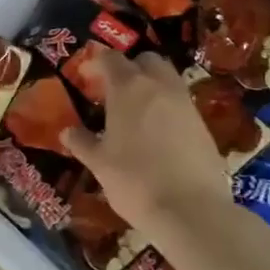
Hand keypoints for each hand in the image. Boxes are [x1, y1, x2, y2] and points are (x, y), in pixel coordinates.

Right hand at [59, 50, 231, 236]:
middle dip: (129, 67)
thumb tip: (67, 131)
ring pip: (167, 78)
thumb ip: (82, 142)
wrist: (191, 209)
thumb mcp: (99, 164)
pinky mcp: (202, 123)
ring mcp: (184, 103)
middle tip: (112, 90)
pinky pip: (180, 102)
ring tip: (134, 110)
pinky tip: (156, 132)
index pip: (111, 59)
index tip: (86, 75)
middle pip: (145, 60)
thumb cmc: (135, 181)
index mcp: (128, 88)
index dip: (96, 63)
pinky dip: (166, 106)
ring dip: (150, 84)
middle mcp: (159, 86)